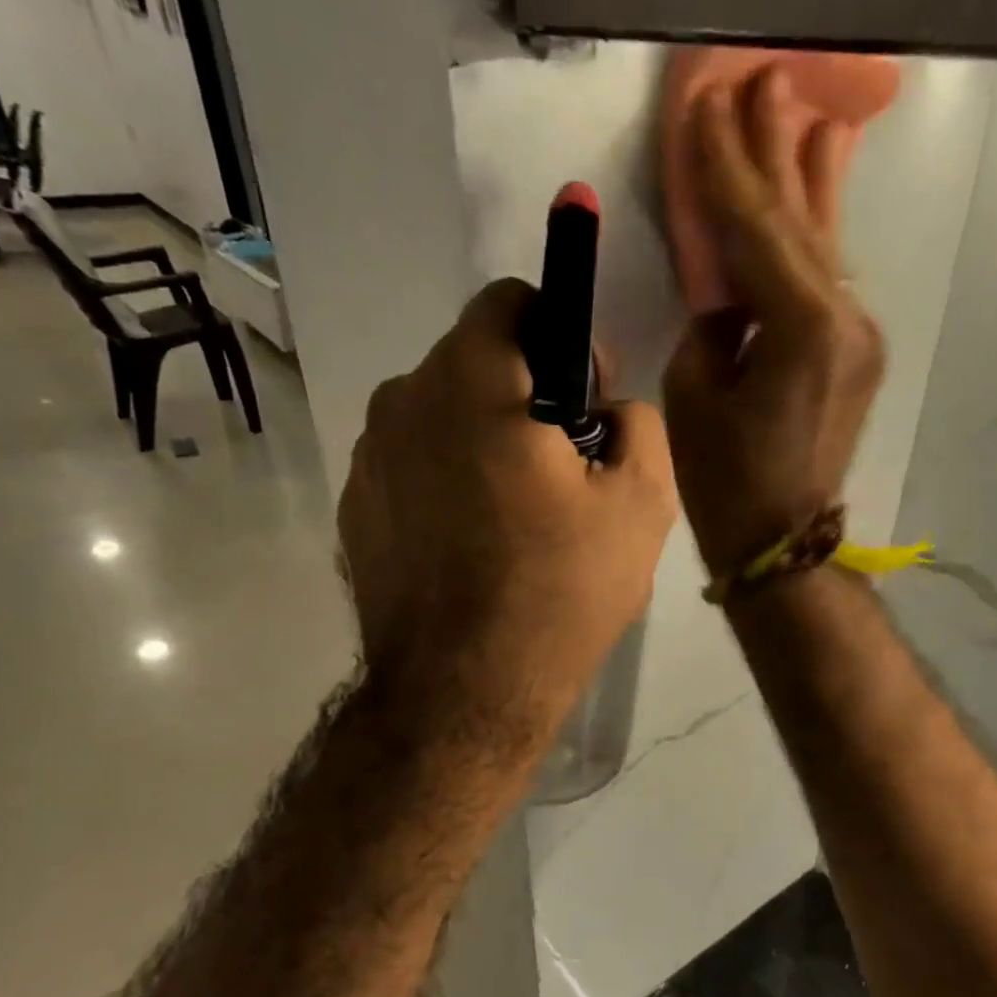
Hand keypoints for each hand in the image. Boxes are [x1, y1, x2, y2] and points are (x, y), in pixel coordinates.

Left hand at [339, 280, 676, 742]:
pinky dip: (448, 485)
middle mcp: (402, 401)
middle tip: (564, 473)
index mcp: (471, 381)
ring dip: (484, 442)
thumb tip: (613, 411)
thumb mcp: (641, 504)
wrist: (464, 695)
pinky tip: (476, 548)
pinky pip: (414, 468)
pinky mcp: (355, 511)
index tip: (586, 402)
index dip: (562, 338)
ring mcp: (367, 459)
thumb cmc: (559, 592)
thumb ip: (640, 425)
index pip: (511, 301)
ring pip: (442, 417)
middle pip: (475, 362)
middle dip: (525, 396)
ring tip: (520, 519)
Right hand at [662, 68, 885, 577]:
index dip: (724, 169)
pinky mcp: (858, 354)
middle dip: (774, 153)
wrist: (784, 544)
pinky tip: (819, 188)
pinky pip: (828, 280)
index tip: (706, 107)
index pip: (754, 229)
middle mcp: (845, 319)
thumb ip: (714, 322)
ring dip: (807, 180)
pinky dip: (814, 234)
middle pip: (798, 223)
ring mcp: (861, 336)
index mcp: (802, 328)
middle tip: (762, 82)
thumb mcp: (694, 393)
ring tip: (799, 114)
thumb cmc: (727, 484)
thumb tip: (731, 295)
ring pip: (823, 245)